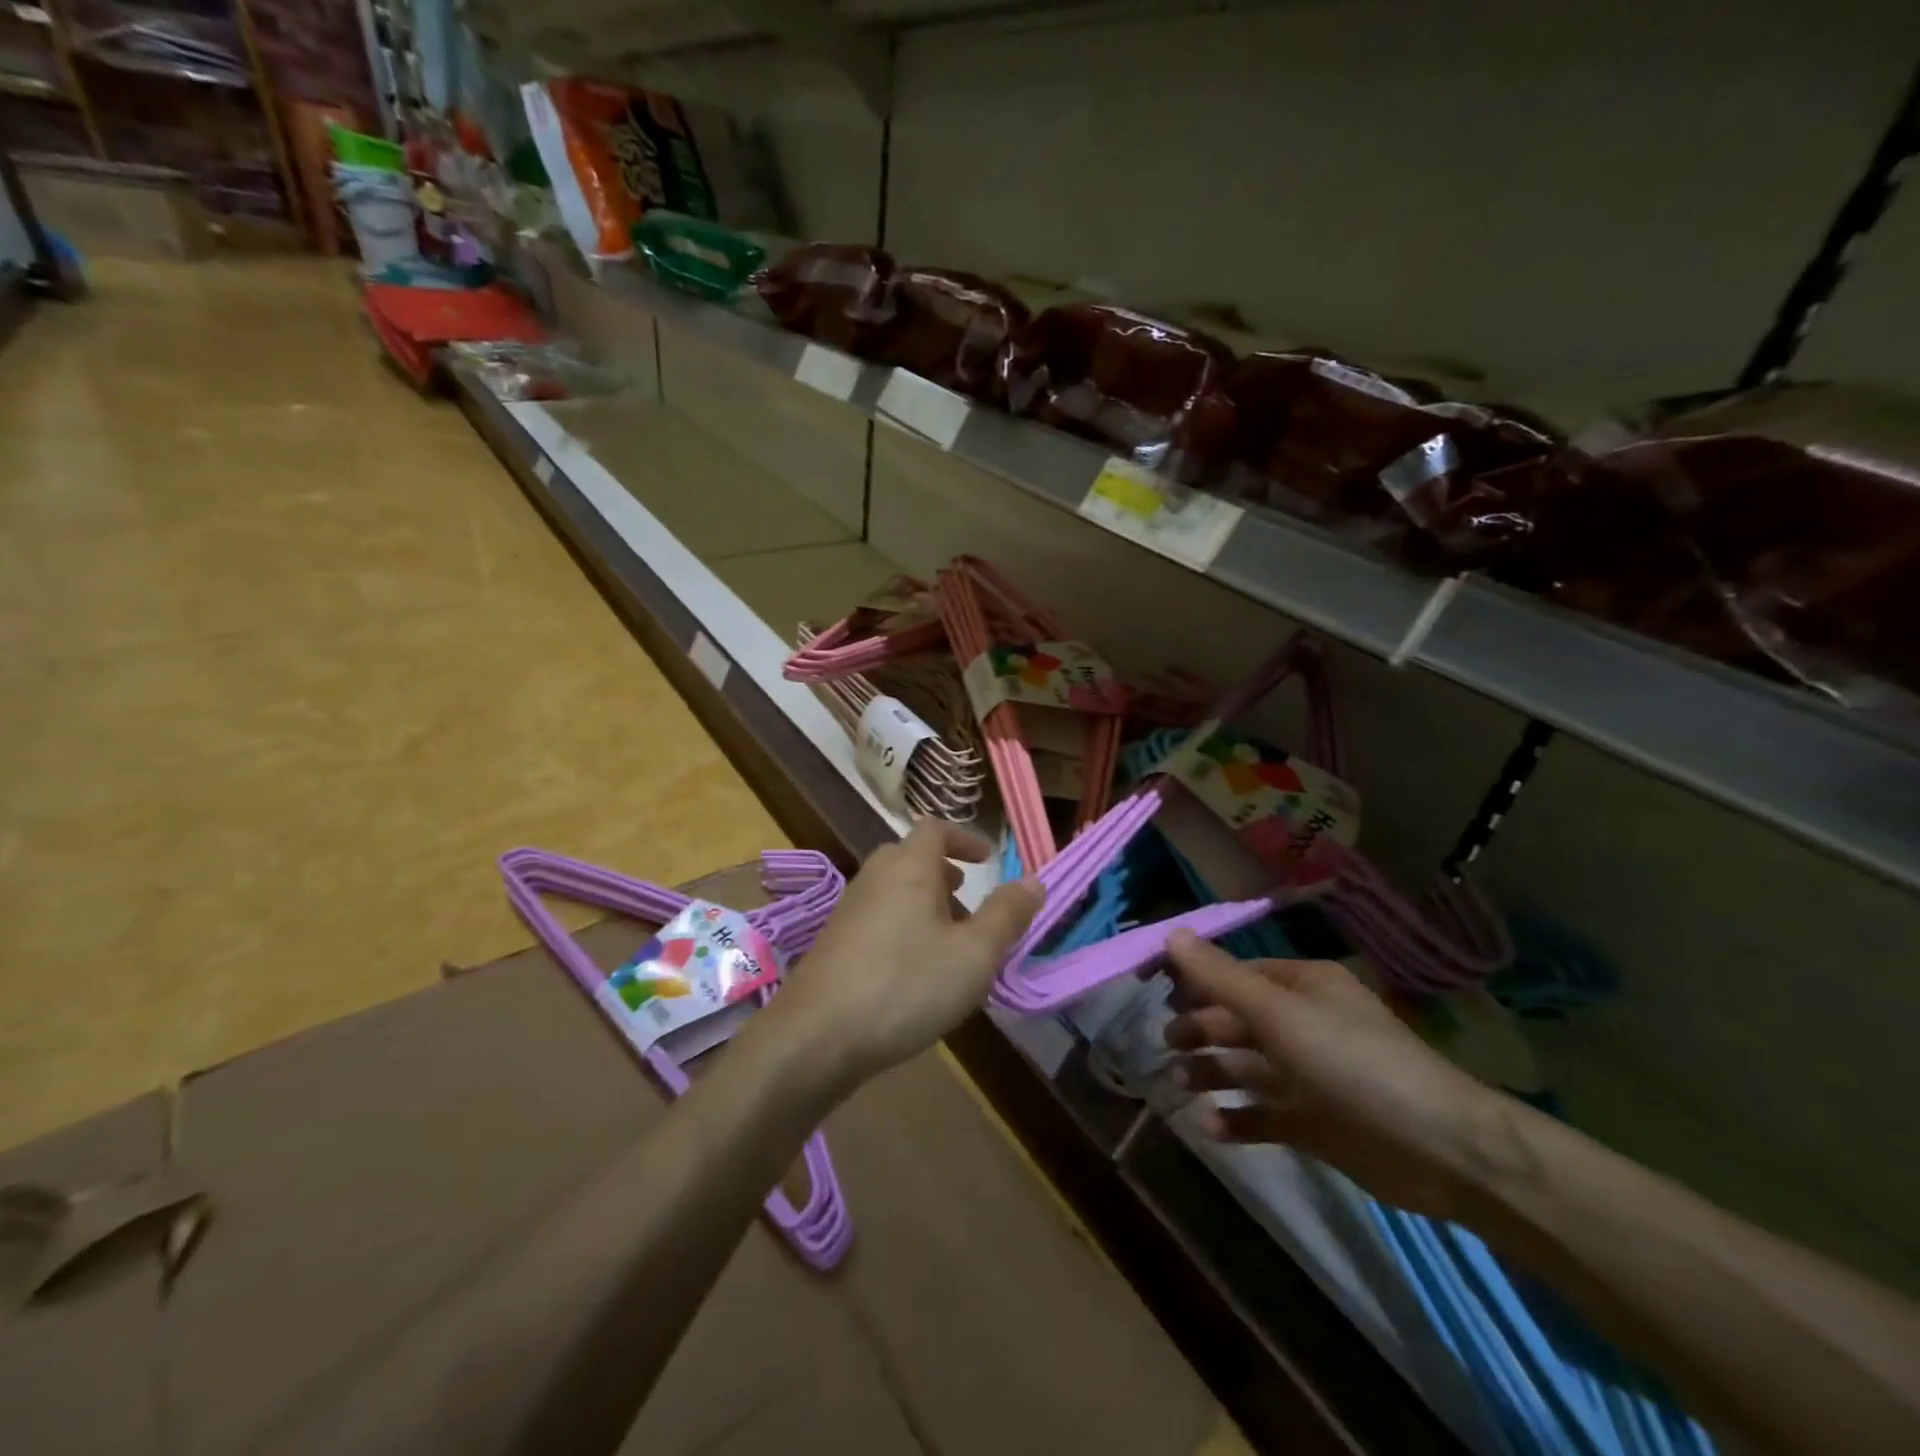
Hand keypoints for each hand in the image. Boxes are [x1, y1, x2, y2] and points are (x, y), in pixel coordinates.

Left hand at [764, 821, 1042, 1088]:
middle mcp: (874, 877)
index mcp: (909, 867)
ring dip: (924, 902)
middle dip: (944, 873)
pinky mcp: (833, 942)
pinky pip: (877, 917)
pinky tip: (913, 970)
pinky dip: (902, 925)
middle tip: (968, 900)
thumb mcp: (974, 954)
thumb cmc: (906, 985)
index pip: (935, 829)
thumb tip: (1033, 879)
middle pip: (911, 857)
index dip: (964, 838)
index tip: (988, 860)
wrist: (816, 1036)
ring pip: (893, 889)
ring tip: (948, 939)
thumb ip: (1006, 915)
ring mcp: (848, 909)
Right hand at [1163, 931, 1514, 1219]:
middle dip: (1201, 1029)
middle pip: (1238, 1020)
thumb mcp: (1279, 1013)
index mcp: (1302, 987)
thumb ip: (1220, 977)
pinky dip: (1236, 1119)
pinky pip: (1264, 1115)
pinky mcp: (1316, 1124)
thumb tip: (1171, 933)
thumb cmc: (1351, 1062)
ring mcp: (1310, 1076)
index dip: (1196, 980)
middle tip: (1166, 1042)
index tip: (1155, 991)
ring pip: (1247, 1067)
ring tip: (1180, 1083)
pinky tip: (1209, 1124)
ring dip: (1212, 1073)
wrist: (1440, 1149)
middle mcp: (1304, 1025)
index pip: (1237, 974)